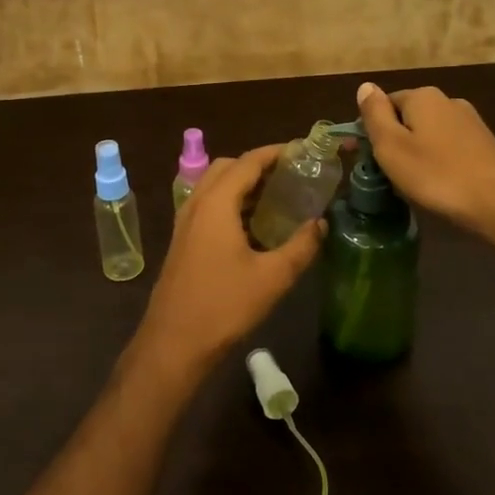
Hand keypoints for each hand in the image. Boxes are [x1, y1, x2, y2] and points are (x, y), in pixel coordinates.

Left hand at [134, 144, 324, 372]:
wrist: (174, 343)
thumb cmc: (224, 306)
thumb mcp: (273, 277)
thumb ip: (302, 246)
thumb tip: (320, 223)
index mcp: (216, 203)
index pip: (248, 161)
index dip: (276, 152)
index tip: (303, 151)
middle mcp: (197, 203)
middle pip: (228, 167)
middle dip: (259, 165)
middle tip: (291, 176)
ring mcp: (185, 222)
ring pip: (215, 186)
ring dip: (244, 184)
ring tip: (279, 198)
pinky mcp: (183, 240)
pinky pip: (209, 206)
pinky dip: (232, 202)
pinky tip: (254, 227)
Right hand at [355, 82, 494, 238]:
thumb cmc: (437, 175)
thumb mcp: (392, 146)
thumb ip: (375, 114)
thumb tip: (365, 86)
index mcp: (422, 96)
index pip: (384, 103)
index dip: (368, 129)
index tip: (359, 156)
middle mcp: (448, 101)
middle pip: (407, 118)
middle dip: (392, 141)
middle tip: (383, 175)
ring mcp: (470, 122)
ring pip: (428, 134)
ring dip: (414, 153)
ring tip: (409, 184)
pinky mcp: (485, 145)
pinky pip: (448, 148)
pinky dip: (437, 162)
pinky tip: (437, 185)